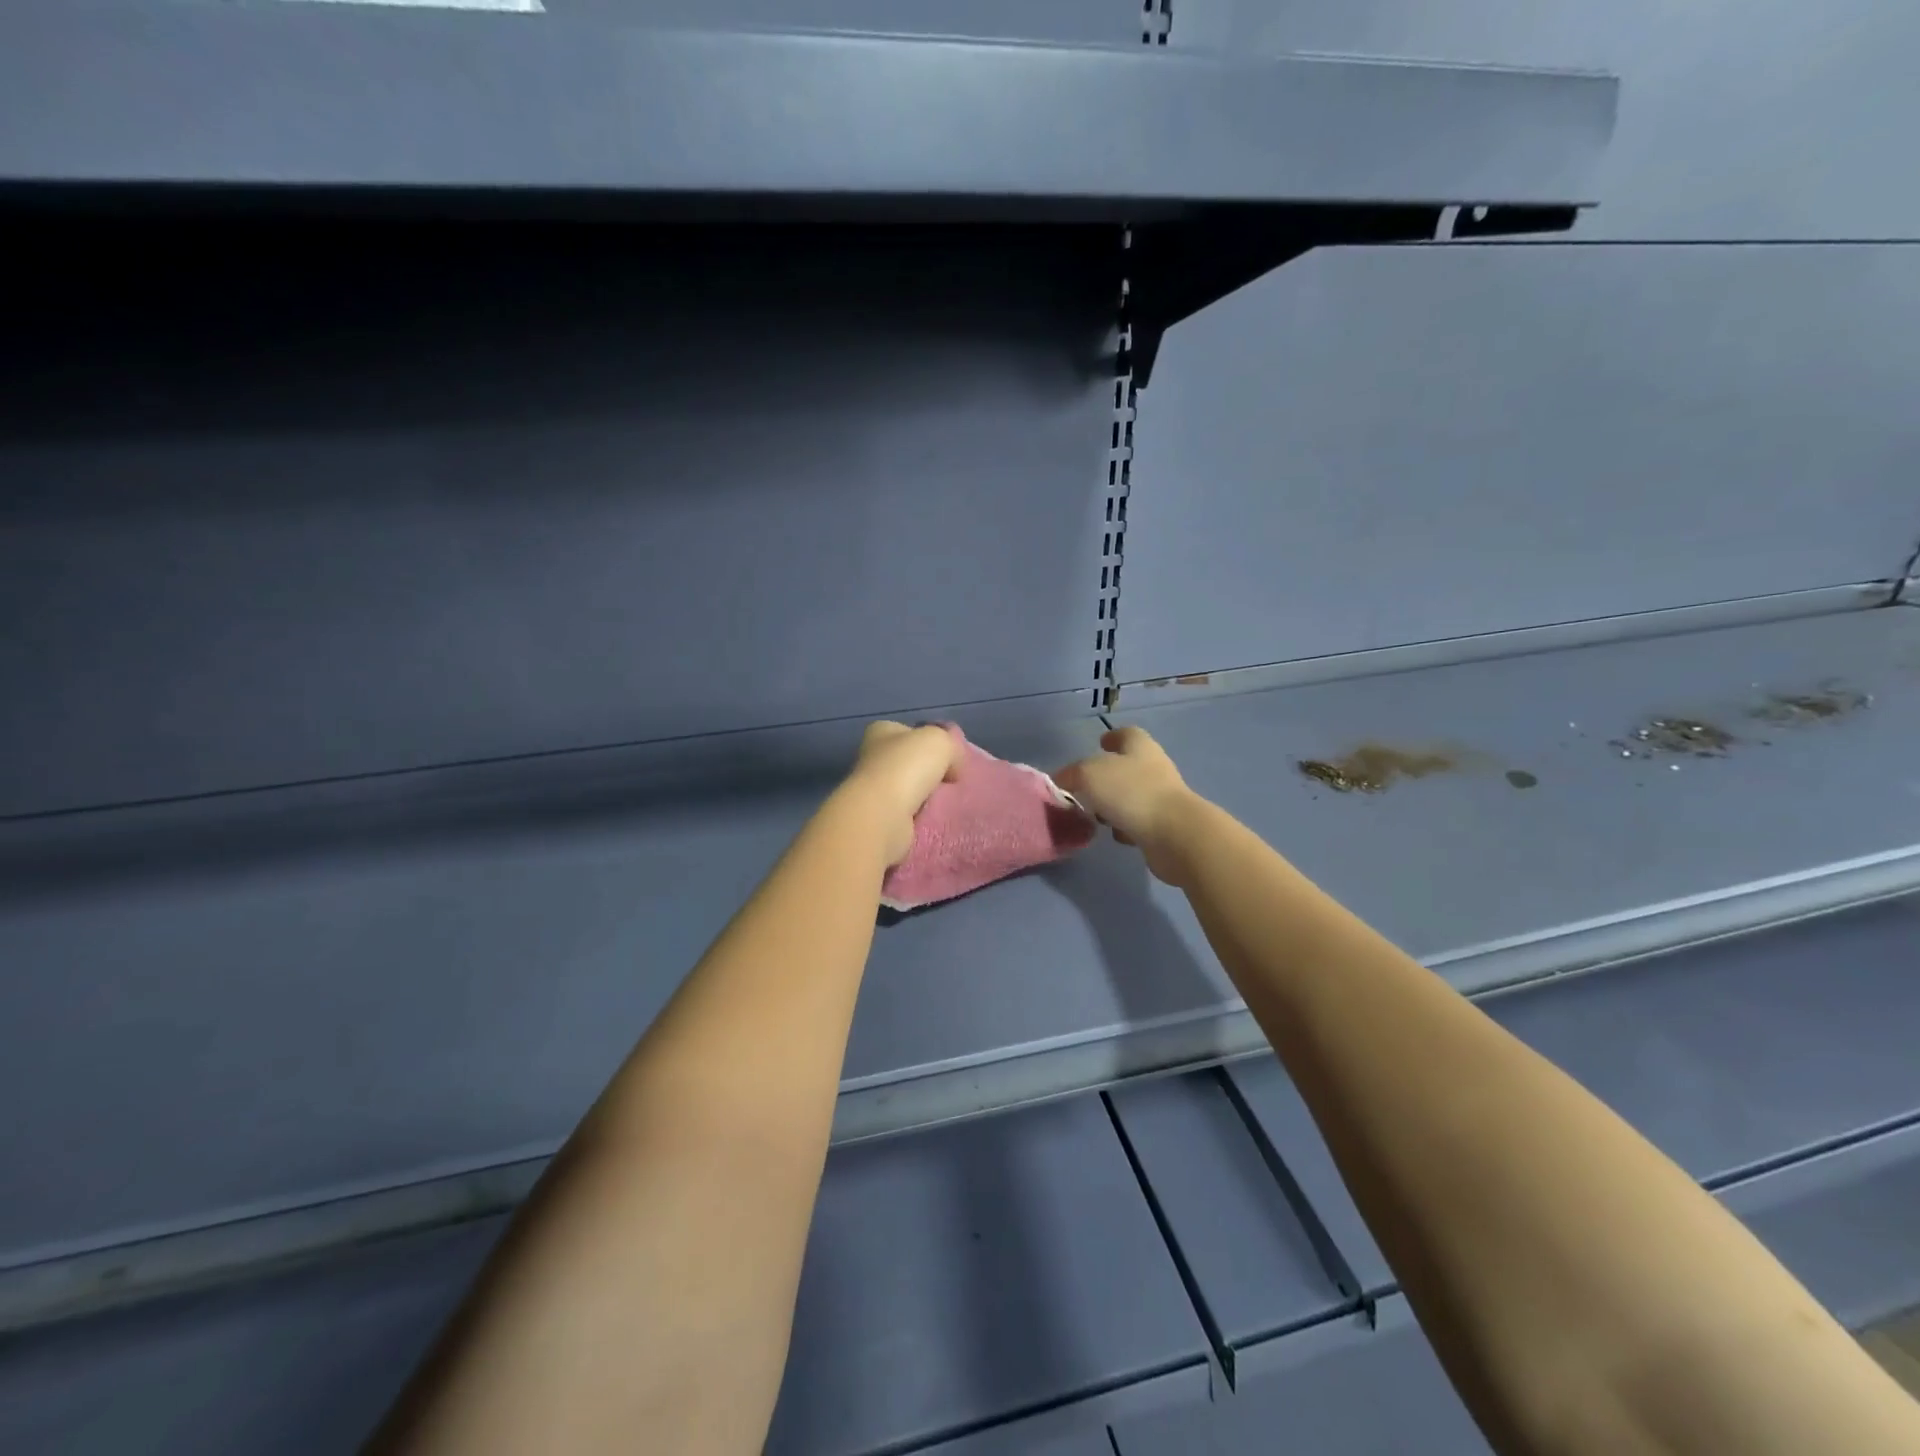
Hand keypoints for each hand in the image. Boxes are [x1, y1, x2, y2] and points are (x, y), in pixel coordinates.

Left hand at [839, 721, 961, 866]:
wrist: (883, 815)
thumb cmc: (907, 767)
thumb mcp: (940, 741)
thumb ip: (951, 746)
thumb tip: (953, 767)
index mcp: (881, 731)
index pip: (909, 731)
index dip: (930, 741)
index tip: (950, 757)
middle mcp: (871, 757)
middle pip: (908, 761)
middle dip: (930, 771)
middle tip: (952, 780)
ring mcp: (872, 789)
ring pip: (908, 788)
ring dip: (925, 796)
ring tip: (945, 801)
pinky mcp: (877, 816)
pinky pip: (906, 812)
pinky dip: (919, 815)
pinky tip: (932, 818)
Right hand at [1054, 726, 1199, 885]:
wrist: (1174, 834)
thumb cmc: (1131, 792)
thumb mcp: (1089, 775)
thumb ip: (1071, 775)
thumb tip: (1061, 781)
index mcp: (1140, 747)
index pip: (1127, 733)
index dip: (1113, 736)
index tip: (1099, 743)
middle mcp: (1154, 768)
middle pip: (1128, 766)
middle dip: (1107, 775)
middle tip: (1085, 786)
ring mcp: (1162, 797)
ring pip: (1131, 795)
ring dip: (1114, 803)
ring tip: (1095, 814)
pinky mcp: (1164, 826)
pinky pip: (1138, 821)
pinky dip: (1126, 826)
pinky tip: (1115, 835)